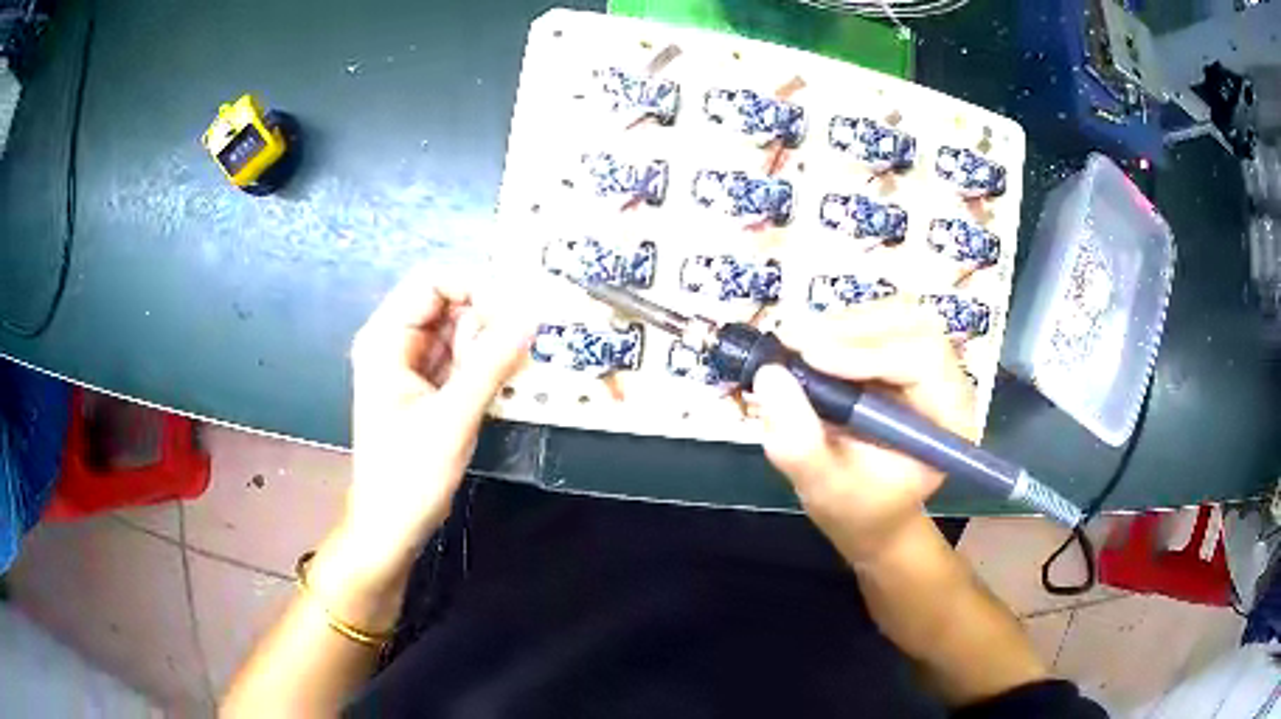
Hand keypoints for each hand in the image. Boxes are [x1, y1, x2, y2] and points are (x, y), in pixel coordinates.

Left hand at [342, 266, 535, 574]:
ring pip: (459, 332)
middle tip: (530, 338)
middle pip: (448, 304)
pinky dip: (486, 364)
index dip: (475, 284)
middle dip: (489, 316)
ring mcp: (411, 366)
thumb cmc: (409, 474)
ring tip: (524, 361)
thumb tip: (530, 317)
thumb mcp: (453, 417)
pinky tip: (510, 377)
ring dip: (492, 342)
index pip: (432, 282)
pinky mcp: (427, 387)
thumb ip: (491, 364)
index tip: (518, 306)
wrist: (391, 525)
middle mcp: (396, 343)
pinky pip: (461, 359)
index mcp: (385, 339)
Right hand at [753, 300, 975, 564]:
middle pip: (913, 324)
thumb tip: (769, 375)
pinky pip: (880, 320)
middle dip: (853, 328)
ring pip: (896, 313)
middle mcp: (948, 383)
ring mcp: (928, 365)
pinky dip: (841, 325)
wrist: (868, 509)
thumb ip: (798, 444)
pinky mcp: (904, 353)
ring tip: (796, 342)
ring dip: (844, 322)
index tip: (810, 357)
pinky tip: (811, 345)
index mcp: (948, 420)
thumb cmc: (856, 506)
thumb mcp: (822, 487)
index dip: (868, 353)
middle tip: (794, 340)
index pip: (923, 361)